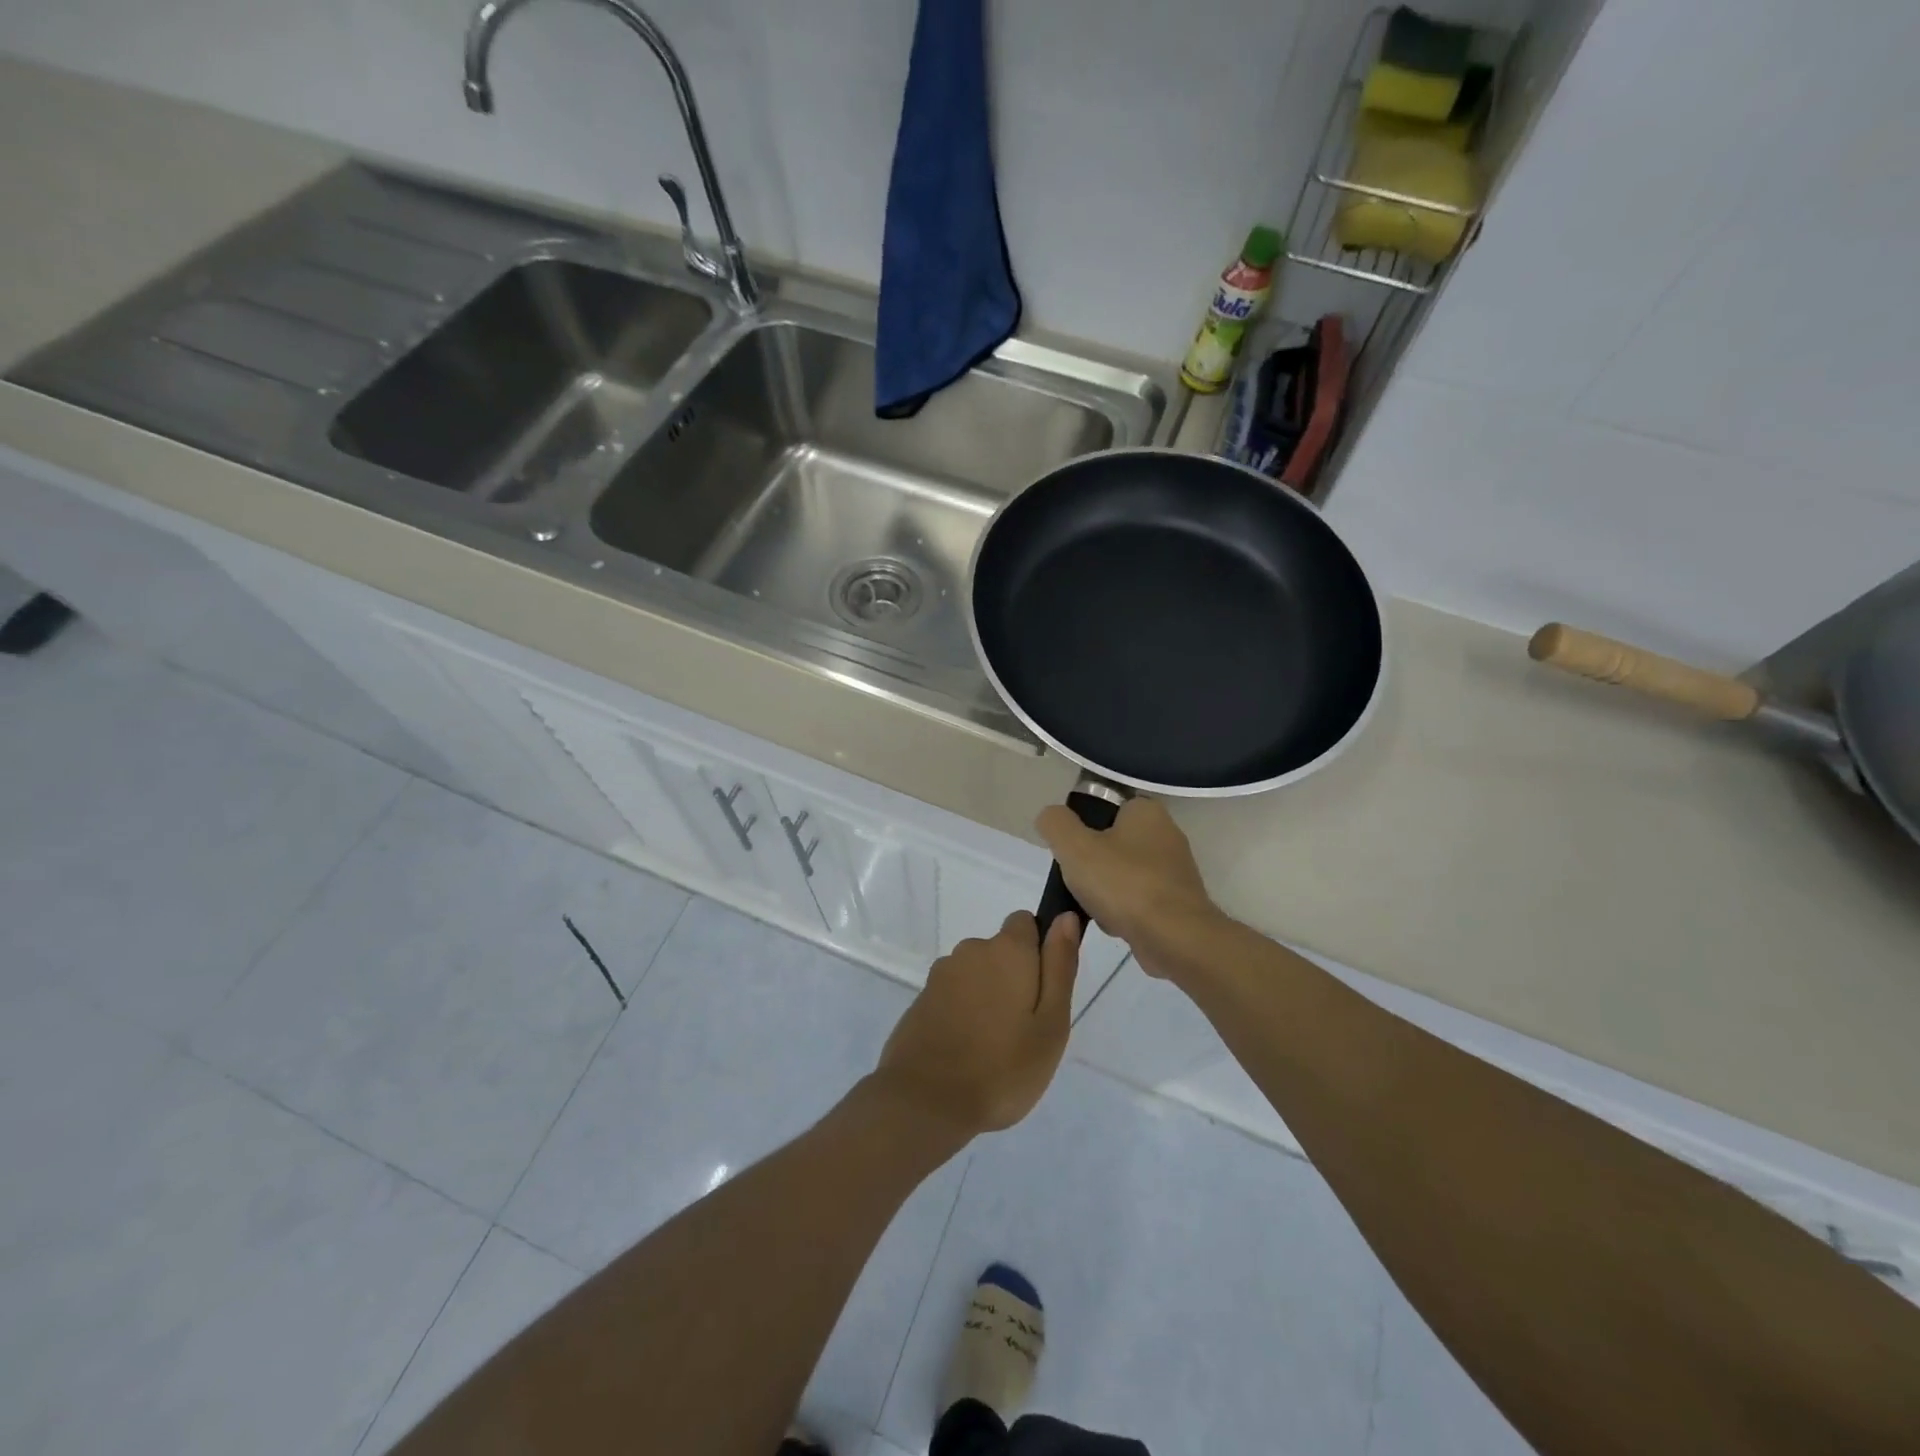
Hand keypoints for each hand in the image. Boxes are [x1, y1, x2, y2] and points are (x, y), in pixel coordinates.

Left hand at [871, 911, 1080, 1138]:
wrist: (925, 1101)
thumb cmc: (1002, 1067)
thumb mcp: (1051, 1023)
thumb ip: (1059, 966)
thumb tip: (1065, 917)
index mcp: (1006, 950)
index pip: (1026, 923)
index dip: (1038, 951)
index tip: (1043, 991)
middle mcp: (971, 950)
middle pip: (1001, 952)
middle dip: (1014, 979)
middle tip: (1024, 1031)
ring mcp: (941, 975)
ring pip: (977, 975)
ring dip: (987, 997)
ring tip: (994, 1047)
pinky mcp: (922, 1000)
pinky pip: (953, 996)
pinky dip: (963, 1013)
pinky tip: (966, 1052)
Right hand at [1036, 798, 1220, 980]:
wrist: (1174, 938)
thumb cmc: (1123, 883)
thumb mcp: (1074, 846)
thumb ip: (1055, 823)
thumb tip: (1051, 817)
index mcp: (1146, 811)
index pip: (1104, 809)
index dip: (1082, 830)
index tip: (1070, 853)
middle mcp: (1167, 834)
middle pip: (1111, 844)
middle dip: (1092, 866)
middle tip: (1080, 882)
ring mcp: (1176, 870)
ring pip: (1123, 875)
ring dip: (1106, 893)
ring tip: (1097, 909)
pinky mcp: (1178, 902)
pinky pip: (1139, 900)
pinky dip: (1124, 912)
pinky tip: (1116, 925)